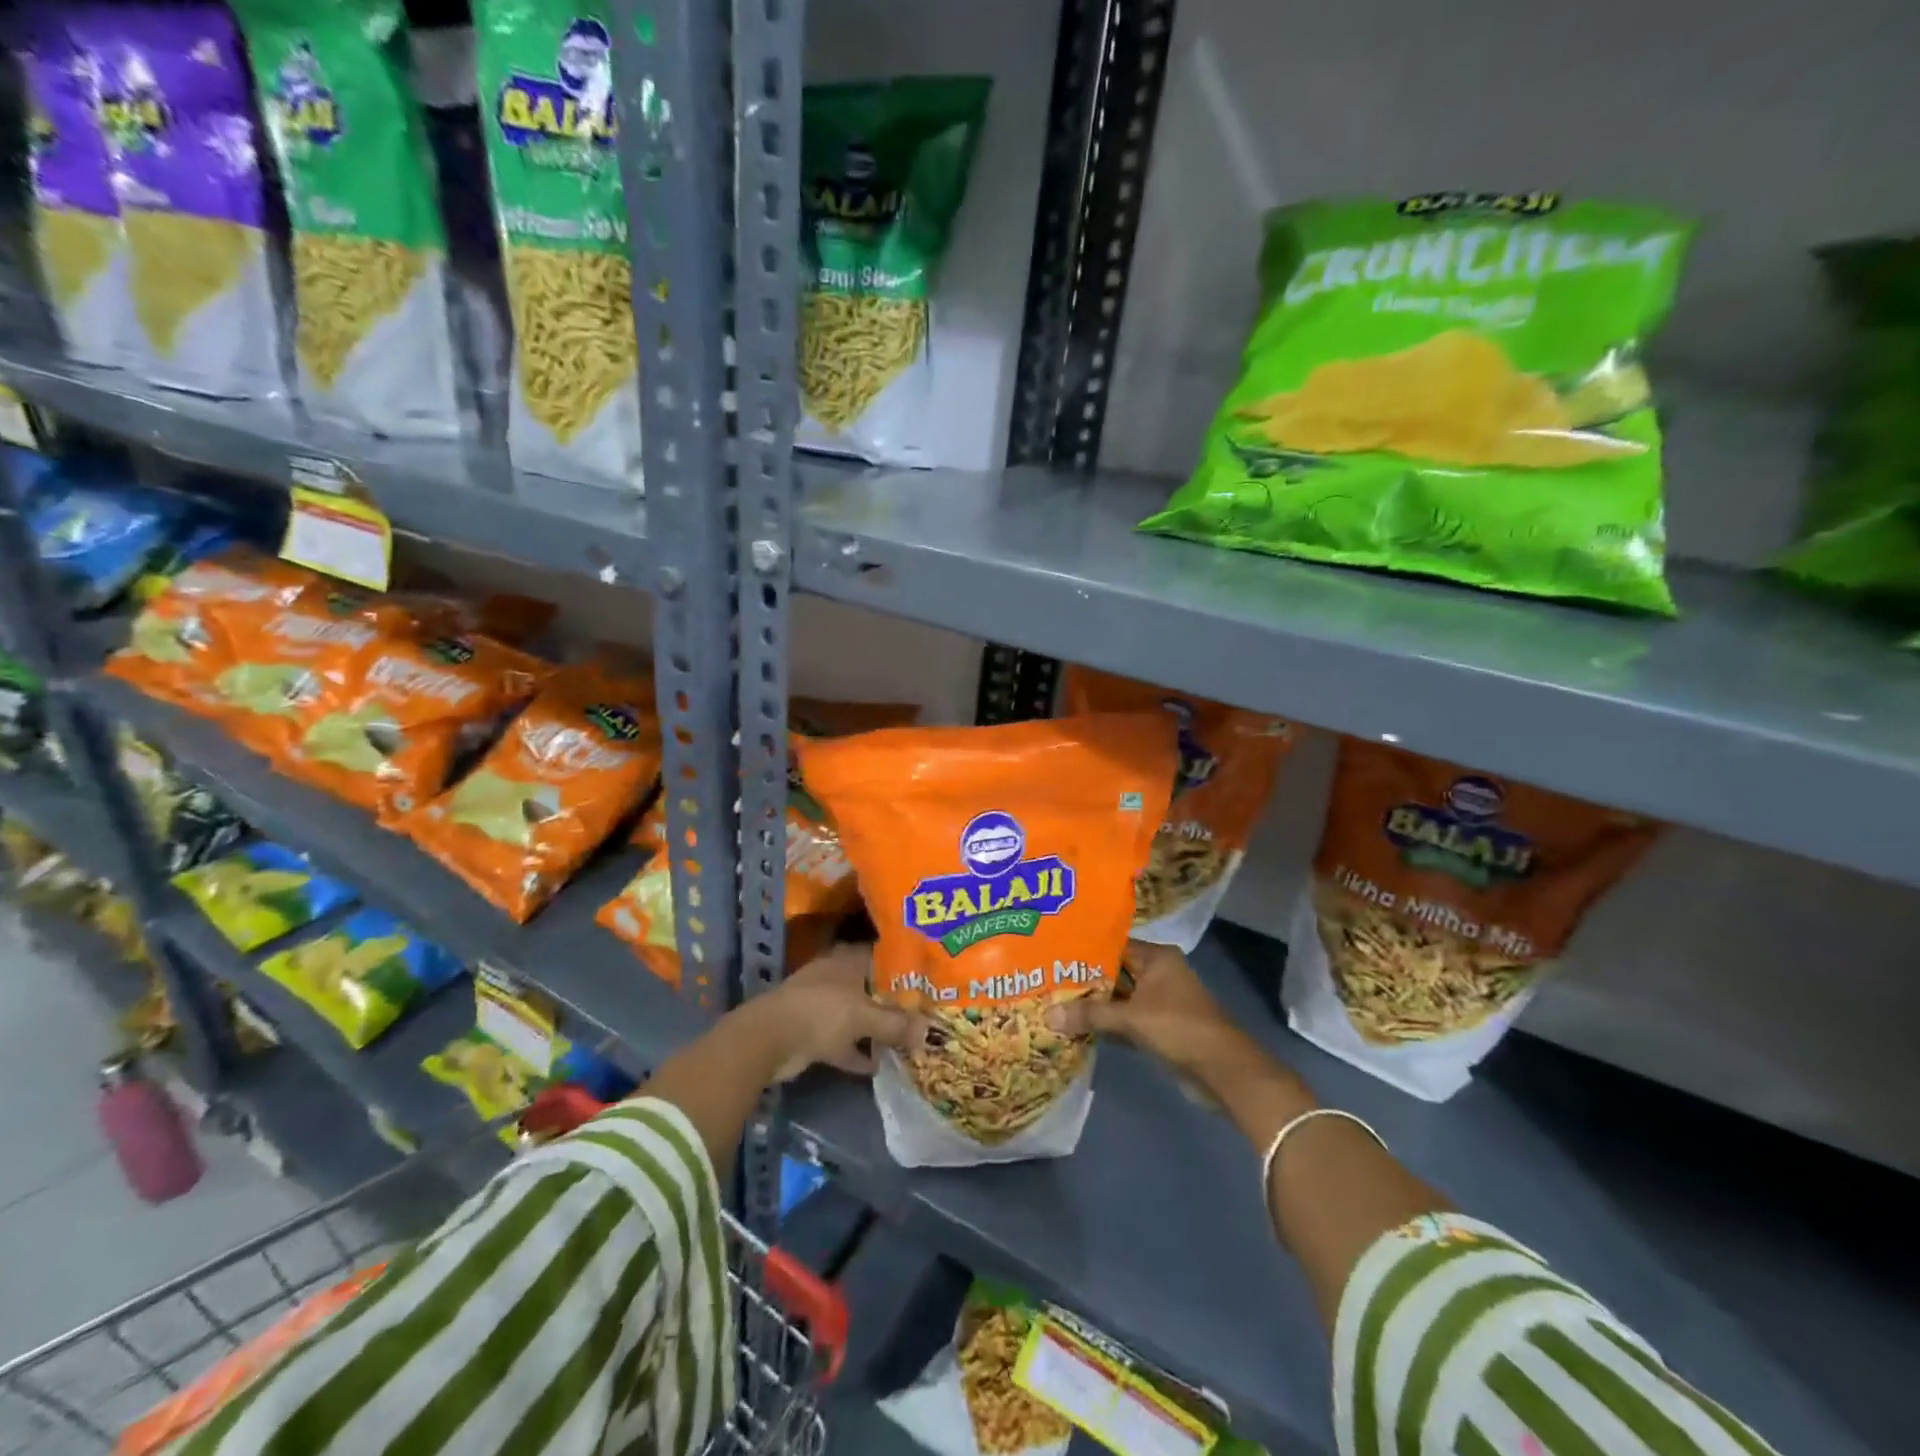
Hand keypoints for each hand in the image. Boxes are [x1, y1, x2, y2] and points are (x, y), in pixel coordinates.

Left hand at [760, 943, 926, 1078]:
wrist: (771, 1039)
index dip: (901, 965)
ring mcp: (822, 1006)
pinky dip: (856, 1054)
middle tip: (919, 1011)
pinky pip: (842, 1043)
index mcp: (847, 961)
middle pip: (869, 987)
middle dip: (891, 1000)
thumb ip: (896, 1025)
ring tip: (903, 1041)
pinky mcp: (812, 1033)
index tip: (924, 976)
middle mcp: (836, 978)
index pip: (880, 955)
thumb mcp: (865, 1017)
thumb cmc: (822, 1011)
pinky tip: (876, 1067)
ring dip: (874, 1029)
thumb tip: (929, 1032)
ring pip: (856, 1015)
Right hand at [1045, 940, 1241, 1074]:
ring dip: (1094, 1004)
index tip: (1054, 952)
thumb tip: (1047, 1015)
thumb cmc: (1178, 1028)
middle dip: (1085, 979)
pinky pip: (1125, 1018)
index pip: (1113, 944)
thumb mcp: (1131, 1018)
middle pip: (1114, 971)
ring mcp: (1160, 1001)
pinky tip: (1078, 1027)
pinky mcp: (1159, 1027)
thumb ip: (1090, 1014)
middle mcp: (1158, 973)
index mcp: (1157, 957)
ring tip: (1055, 1001)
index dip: (1084, 949)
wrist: (1222, 1071)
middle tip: (1047, 979)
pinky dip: (1107, 1023)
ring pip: (1119, 997)